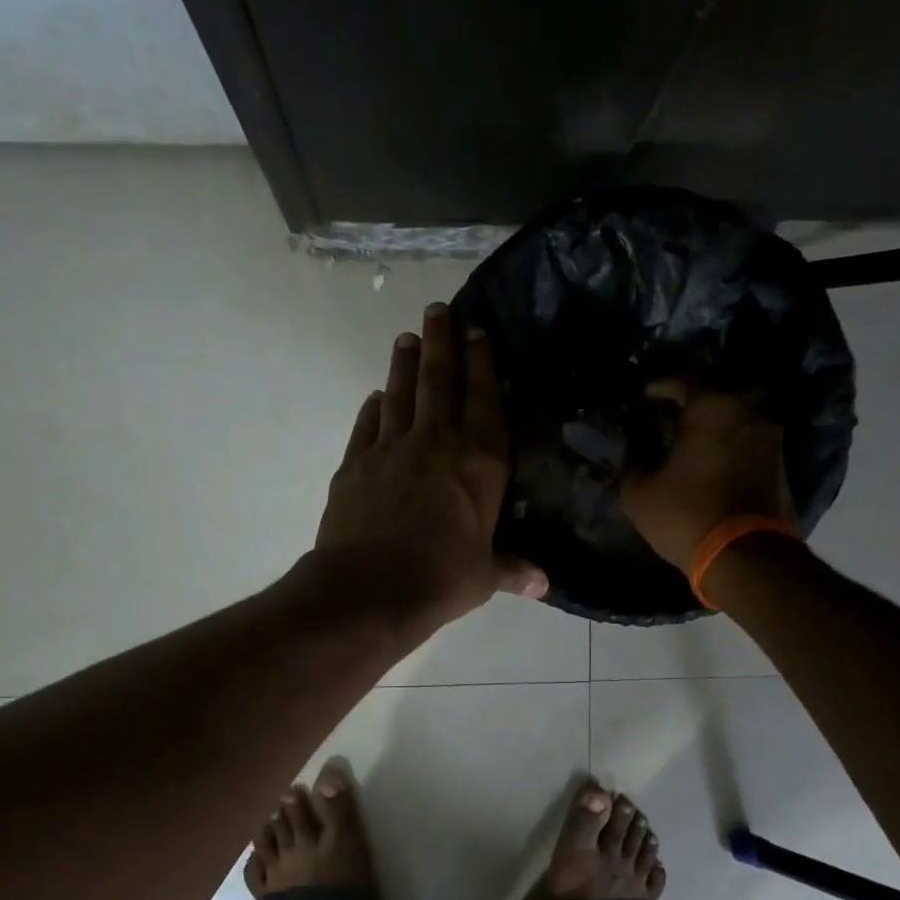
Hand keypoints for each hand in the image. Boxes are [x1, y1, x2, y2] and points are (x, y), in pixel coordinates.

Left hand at [315, 302, 547, 636]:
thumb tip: (544, 584)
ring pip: (400, 393)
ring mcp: (391, 449)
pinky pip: (367, 425)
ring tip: (407, 338)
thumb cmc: (440, 579)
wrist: (368, 589)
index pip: (483, 401)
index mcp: (479, 464)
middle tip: (437, 310)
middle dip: (440, 342)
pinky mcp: (355, 464)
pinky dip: (374, 408)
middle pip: (439, 381)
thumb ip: (512, 570)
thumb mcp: (484, 576)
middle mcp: (437, 444)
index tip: (477, 332)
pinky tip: (377, 397)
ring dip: (404, 364)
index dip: (481, 364)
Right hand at [621, 380, 795, 570]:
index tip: (646, 394)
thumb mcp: (639, 490)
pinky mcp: (781, 462)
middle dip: (691, 401)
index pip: (683, 379)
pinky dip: (729, 442)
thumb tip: (637, 438)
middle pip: (715, 393)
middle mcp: (747, 409)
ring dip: (714, 423)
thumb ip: (634, 456)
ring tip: (690, 437)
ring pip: (736, 416)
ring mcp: (770, 435)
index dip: (661, 385)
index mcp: (712, 406)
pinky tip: (712, 457)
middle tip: (669, 414)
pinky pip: (748, 439)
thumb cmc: (686, 514)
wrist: (746, 555)